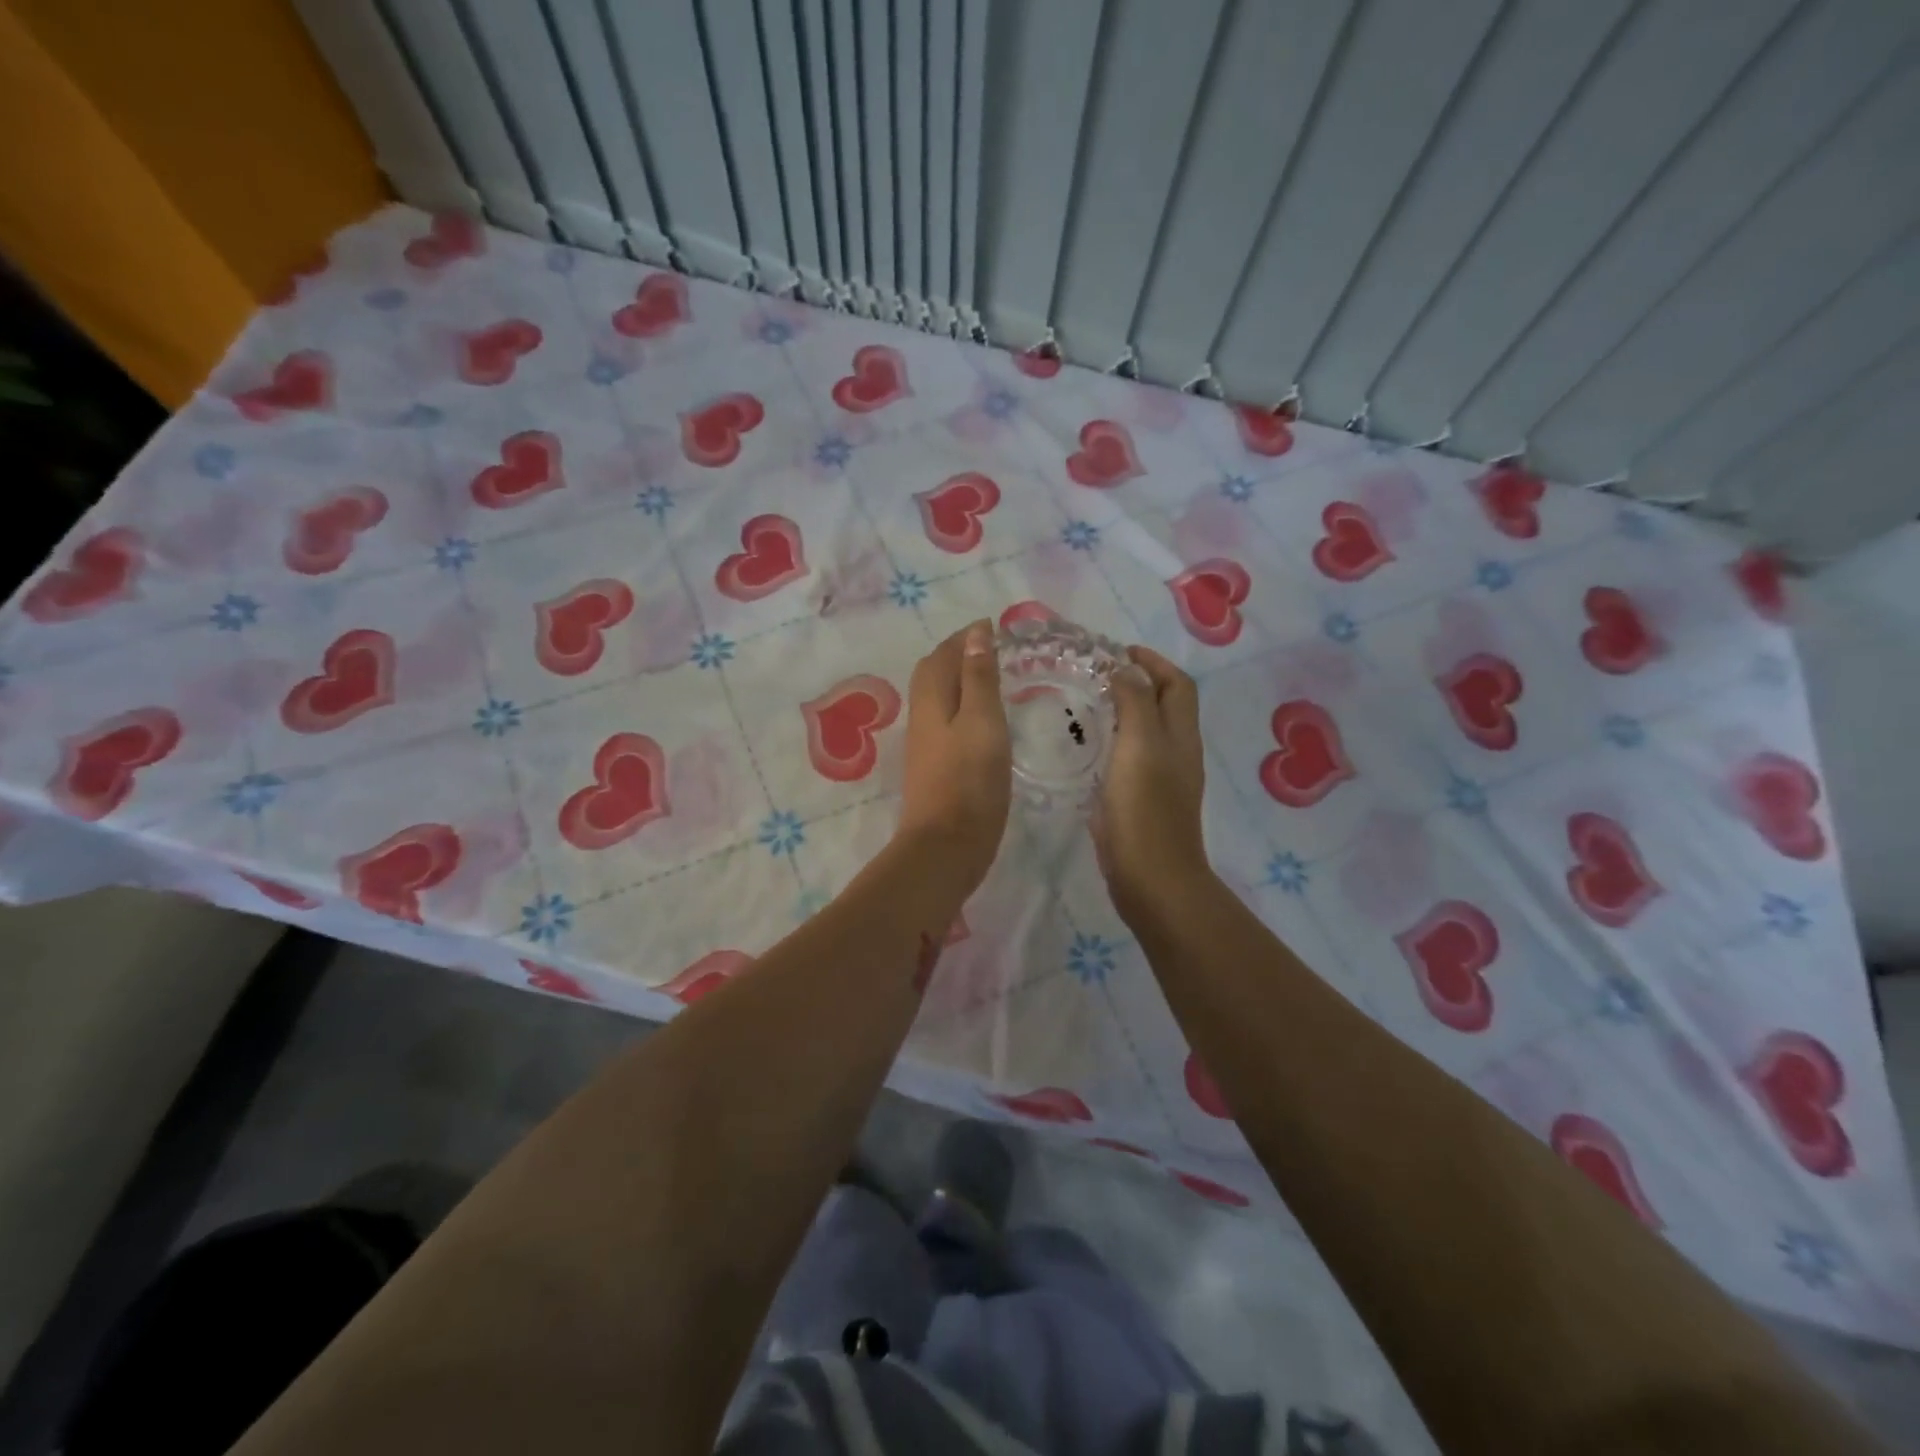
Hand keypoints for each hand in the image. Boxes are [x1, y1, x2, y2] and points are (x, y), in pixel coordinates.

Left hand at [897, 620, 1011, 893]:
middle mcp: (922, 717)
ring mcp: (925, 745)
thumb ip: (979, 678)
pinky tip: (981, 720)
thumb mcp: (983, 722)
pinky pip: (944, 721)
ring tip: (990, 678)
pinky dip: (961, 706)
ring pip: (937, 698)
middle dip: (957, 654)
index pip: (943, 655)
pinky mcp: (933, 768)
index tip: (993, 626)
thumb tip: (975, 634)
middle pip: (933, 673)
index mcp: (932, 700)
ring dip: (958, 680)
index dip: (965, 637)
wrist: (946, 846)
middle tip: (990, 648)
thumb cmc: (970, 781)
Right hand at [1095, 646, 1210, 923]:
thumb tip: (1128, 669)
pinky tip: (1088, 748)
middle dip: (1140, 682)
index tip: (1118, 652)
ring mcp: (1162, 780)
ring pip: (1148, 732)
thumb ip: (1136, 703)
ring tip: (1089, 704)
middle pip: (1166, 705)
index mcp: (1180, 735)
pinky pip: (1132, 758)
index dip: (1153, 662)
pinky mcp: (1143, 802)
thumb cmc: (1145, 809)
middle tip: (1098, 675)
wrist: (1152, 879)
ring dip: (1126, 711)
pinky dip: (1116, 742)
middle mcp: (1177, 753)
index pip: (1177, 684)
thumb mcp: (1140, 746)